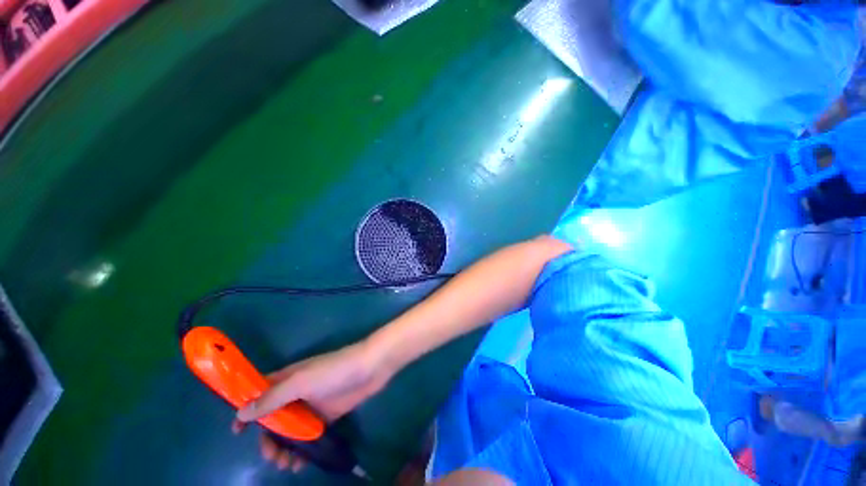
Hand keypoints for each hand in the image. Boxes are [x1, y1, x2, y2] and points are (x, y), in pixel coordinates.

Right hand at [232, 341, 391, 471]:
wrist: (370, 369)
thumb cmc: (334, 371)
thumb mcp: (300, 382)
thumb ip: (272, 397)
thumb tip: (241, 412)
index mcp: (289, 378)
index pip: (260, 393)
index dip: (247, 410)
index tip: (236, 433)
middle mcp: (297, 392)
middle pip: (274, 418)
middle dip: (268, 439)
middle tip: (271, 457)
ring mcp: (313, 405)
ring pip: (291, 430)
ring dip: (285, 448)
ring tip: (287, 464)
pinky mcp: (327, 416)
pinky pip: (309, 435)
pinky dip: (303, 449)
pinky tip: (302, 463)